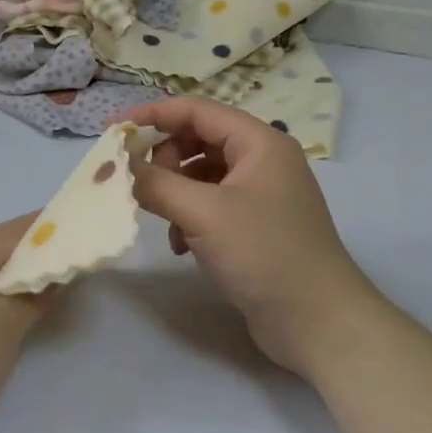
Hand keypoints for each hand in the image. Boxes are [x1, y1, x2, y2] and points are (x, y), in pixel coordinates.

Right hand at [121, 98, 374, 376]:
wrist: (317, 322)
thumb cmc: (263, 253)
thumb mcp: (202, 213)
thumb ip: (155, 183)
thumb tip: (118, 166)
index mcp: (259, 143)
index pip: (196, 110)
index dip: (153, 114)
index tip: (114, 130)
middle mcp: (262, 161)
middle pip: (198, 140)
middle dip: (164, 158)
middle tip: (140, 183)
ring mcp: (261, 195)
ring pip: (201, 175)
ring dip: (174, 192)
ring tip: (161, 219)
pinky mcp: (256, 226)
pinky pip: (211, 205)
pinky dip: (189, 217)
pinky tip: (181, 246)